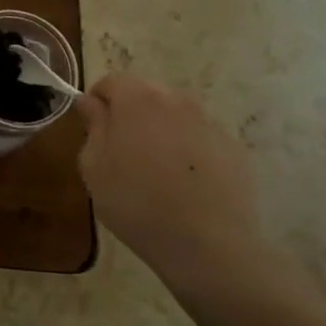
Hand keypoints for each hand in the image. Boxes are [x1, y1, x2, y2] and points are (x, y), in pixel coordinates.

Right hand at [75, 73, 302, 310]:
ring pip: (174, 116)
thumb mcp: (94, 166)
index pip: (111, 81)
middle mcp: (177, 100)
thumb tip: (91, 103)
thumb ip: (93, 125)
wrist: (206, 245)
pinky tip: (183, 186)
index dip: (97, 102)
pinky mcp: (233, 149)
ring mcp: (210, 123)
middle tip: (120, 152)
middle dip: (129, 113)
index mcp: (138, 99)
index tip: (92, 131)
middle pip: (145, 93)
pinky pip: (199, 139)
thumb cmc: (135, 202)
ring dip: (159, 131)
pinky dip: (187, 152)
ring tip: (154, 171)